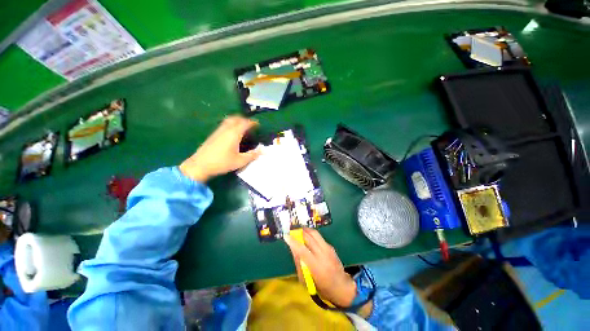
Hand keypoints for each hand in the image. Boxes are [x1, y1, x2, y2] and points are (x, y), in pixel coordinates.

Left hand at [180, 116, 260, 181]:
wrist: (200, 165)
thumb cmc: (222, 163)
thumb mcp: (240, 161)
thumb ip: (252, 155)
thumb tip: (263, 151)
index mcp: (234, 134)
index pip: (245, 123)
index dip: (253, 123)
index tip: (258, 125)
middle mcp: (226, 129)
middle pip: (236, 118)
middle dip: (244, 119)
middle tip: (250, 125)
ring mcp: (218, 131)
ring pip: (229, 120)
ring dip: (237, 121)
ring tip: (242, 128)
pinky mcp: (213, 134)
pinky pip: (224, 124)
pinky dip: (231, 124)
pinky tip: (232, 134)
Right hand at [284, 228, 356, 306]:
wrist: (341, 286)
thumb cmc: (321, 287)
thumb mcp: (306, 279)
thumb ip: (299, 262)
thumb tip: (292, 247)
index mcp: (316, 267)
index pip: (302, 250)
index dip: (293, 242)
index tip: (286, 236)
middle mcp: (323, 255)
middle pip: (309, 238)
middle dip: (299, 232)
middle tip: (292, 230)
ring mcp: (328, 249)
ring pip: (315, 233)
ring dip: (305, 230)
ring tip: (298, 230)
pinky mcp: (330, 246)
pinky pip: (319, 237)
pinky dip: (311, 234)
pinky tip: (307, 236)